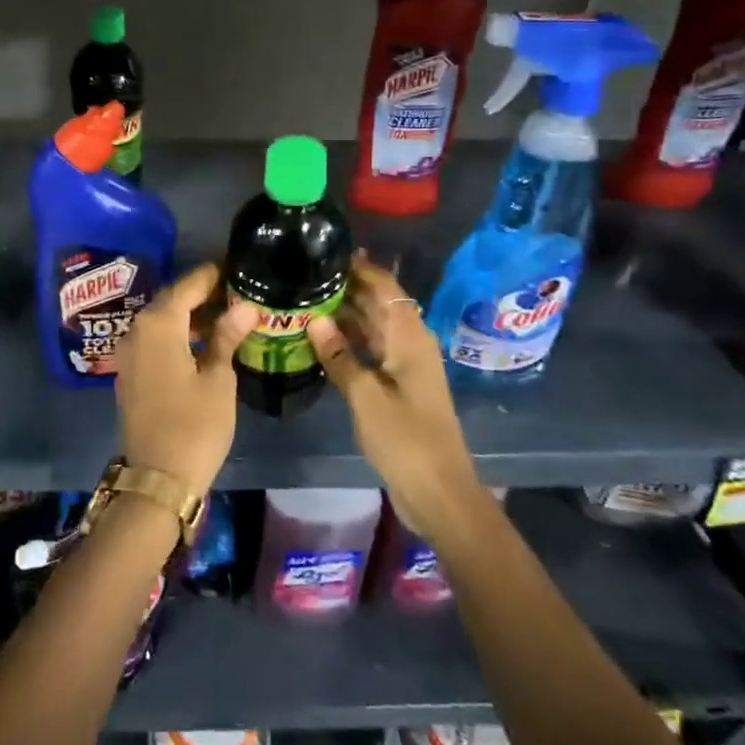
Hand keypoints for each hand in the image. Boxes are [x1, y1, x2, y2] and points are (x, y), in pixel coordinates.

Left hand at [112, 262, 257, 495]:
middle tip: (234, 291)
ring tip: (224, 316)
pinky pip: (153, 341)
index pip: (187, 286)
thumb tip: (244, 307)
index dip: (211, 276)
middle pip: (170, 301)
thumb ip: (226, 337)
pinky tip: (201, 343)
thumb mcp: (219, 379)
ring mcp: (128, 353)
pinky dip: (175, 335)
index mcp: (159, 325)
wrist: (157, 478)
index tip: (234, 266)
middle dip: (200, 295)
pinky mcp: (129, 373)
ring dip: (188, 316)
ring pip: (160, 321)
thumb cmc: (195, 425)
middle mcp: (137, 331)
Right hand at [307, 256, 490, 542]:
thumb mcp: (366, 397)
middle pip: (379, 304)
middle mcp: (410, 343)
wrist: (439, 492)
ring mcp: (405, 365)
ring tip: (305, 300)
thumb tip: (314, 320)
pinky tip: (320, 339)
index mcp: (409, 337)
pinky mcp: (398, 385)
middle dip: (347, 288)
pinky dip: (349, 341)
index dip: (360, 268)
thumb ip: (339, 356)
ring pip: (373, 327)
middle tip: (306, 275)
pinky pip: (371, 350)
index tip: (327, 253)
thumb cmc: (405, 439)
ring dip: (345, 314)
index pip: (385, 286)